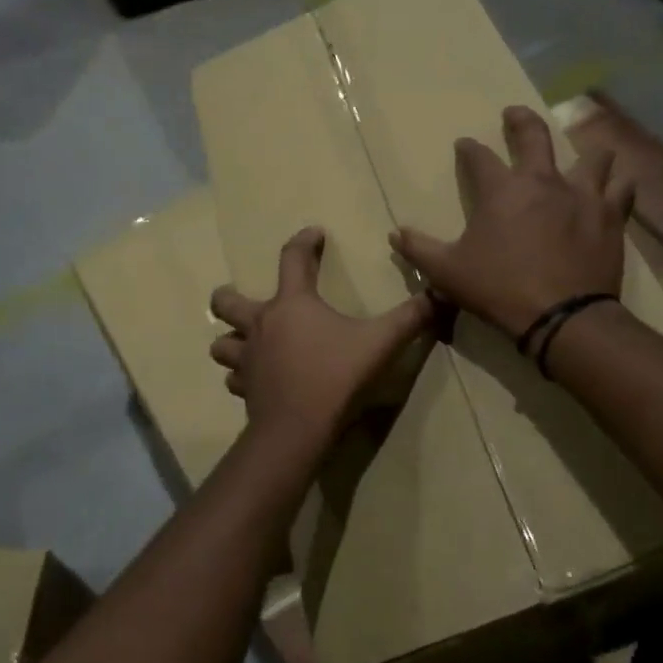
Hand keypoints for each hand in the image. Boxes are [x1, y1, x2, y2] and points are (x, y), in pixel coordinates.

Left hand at [210, 228, 434, 447]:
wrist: (298, 428)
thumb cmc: (337, 376)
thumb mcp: (381, 343)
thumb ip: (411, 318)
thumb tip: (441, 294)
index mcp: (292, 304)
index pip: (292, 258)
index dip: (303, 241)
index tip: (314, 234)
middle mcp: (262, 324)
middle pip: (226, 302)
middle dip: (229, 296)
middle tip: (242, 298)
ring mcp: (248, 359)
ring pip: (222, 344)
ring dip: (231, 340)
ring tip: (245, 342)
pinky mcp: (245, 389)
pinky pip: (234, 378)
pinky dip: (241, 376)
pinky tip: (254, 379)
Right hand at [390, 105, 633, 336]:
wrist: (563, 316)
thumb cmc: (499, 289)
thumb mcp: (447, 273)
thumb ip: (419, 250)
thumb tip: (395, 235)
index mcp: (501, 190)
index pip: (479, 157)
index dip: (469, 149)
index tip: (464, 144)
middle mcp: (543, 181)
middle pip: (534, 135)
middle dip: (520, 120)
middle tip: (514, 113)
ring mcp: (582, 195)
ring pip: (591, 156)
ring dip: (584, 151)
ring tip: (581, 154)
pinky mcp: (611, 216)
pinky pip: (621, 188)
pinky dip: (618, 185)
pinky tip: (616, 188)